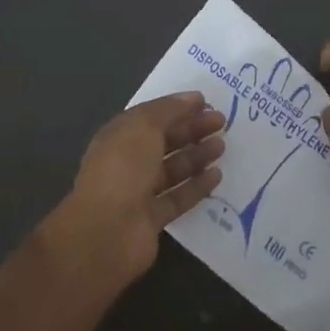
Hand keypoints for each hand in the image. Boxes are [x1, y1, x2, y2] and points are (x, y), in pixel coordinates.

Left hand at [44, 91, 225, 291]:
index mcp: (119, 136)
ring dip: (197, 156)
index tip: (206, 102)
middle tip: (221, 121)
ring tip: (222, 146)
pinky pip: (178, 197)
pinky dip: (197, 186)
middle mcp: (127, 162)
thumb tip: (192, 98)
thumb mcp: (144, 126)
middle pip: (164, 141)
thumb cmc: (123, 169)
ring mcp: (139, 192)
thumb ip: (169, 110)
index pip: (151, 116)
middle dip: (191, 129)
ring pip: (173, 169)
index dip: (177, 107)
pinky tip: (217, 176)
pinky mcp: (152, 219)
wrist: (107, 232)